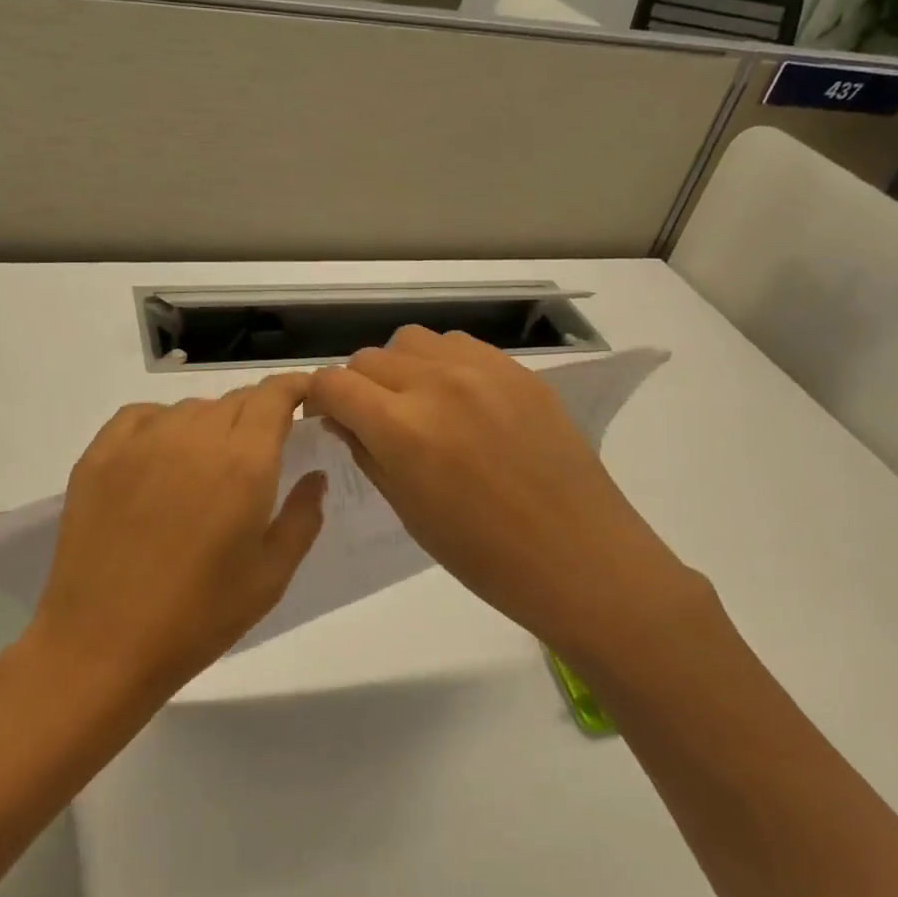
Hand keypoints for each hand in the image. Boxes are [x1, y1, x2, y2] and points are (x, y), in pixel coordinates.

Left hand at [27, 374, 325, 698]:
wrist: (102, 646)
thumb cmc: (199, 618)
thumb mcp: (270, 576)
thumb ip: (302, 517)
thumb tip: (314, 476)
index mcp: (243, 462)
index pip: (274, 396)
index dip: (293, 388)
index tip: (304, 397)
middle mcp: (194, 437)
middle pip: (235, 400)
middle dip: (257, 413)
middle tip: (261, 449)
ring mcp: (140, 442)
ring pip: (190, 409)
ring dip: (211, 424)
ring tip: (208, 466)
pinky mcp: (99, 455)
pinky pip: (142, 416)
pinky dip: (162, 424)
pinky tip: (163, 457)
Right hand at [307, 328, 710, 664]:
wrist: (577, 556)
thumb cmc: (484, 555)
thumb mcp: (409, 510)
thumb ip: (368, 454)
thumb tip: (344, 420)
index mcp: (403, 427)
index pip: (334, 383)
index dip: (319, 400)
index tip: (328, 420)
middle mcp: (437, 383)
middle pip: (369, 358)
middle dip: (357, 387)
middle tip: (373, 421)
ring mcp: (483, 370)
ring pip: (414, 341)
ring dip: (400, 368)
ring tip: (418, 404)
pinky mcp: (518, 371)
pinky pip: (460, 346)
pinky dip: (443, 363)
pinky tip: (460, 400)